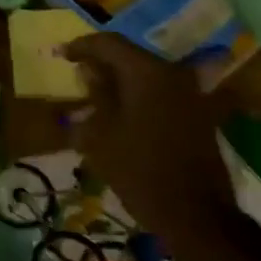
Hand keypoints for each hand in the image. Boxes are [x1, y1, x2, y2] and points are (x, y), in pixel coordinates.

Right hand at [64, 35, 233, 241]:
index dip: (82, 46)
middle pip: (131, 56)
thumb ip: (96, 95)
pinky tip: (122, 112)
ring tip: (96, 93)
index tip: (62, 55)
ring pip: (147, 74)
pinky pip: (161, 92)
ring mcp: (190, 94)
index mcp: (147, 72)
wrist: (197, 216)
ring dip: (121, 80)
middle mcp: (172, 74)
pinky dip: (139, 95)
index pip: (109, 43)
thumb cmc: (140, 172)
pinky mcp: (198, 114)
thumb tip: (90, 70)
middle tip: (78, 73)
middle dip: (102, 62)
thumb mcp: (102, 134)